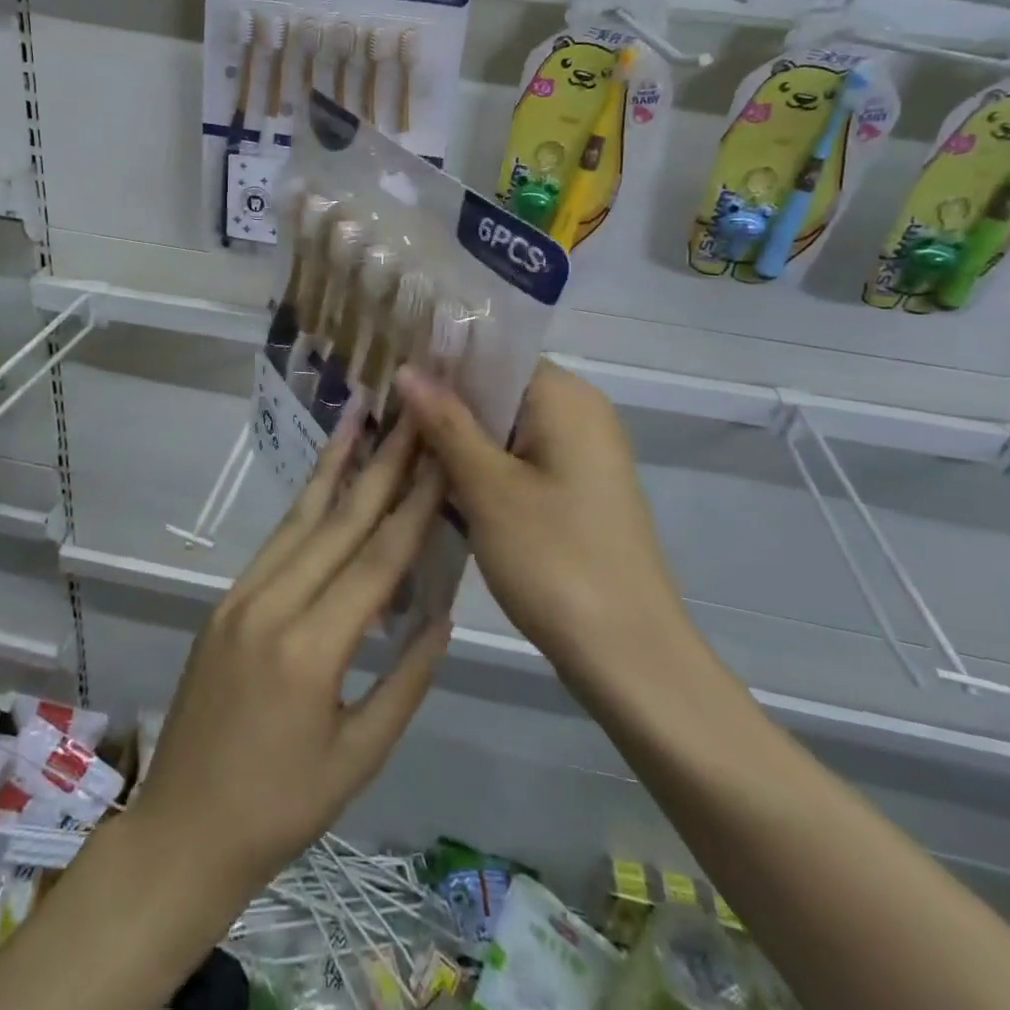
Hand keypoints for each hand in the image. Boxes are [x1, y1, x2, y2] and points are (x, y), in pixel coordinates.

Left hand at [126, 414, 451, 903]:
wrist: (182, 830)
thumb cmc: (281, 808)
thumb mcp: (359, 757)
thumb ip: (405, 682)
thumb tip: (440, 615)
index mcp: (311, 649)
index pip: (376, 561)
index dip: (414, 507)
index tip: (440, 457)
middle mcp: (272, 606)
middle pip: (338, 523)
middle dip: (380, 465)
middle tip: (408, 416)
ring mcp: (241, 597)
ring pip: (299, 519)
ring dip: (334, 466)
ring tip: (359, 418)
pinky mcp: (225, 601)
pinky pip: (275, 543)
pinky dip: (304, 505)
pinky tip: (323, 479)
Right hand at [394, 360, 690, 696]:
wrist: (629, 656)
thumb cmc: (555, 560)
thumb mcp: (488, 487)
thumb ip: (446, 422)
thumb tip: (406, 368)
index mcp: (565, 397)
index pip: (493, 353)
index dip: (439, 361)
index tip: (386, 374)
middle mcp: (578, 414)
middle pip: (497, 390)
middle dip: (442, 404)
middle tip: (380, 416)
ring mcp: (578, 455)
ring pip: (502, 429)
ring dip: (455, 439)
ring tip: (395, 447)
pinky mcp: (573, 491)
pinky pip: (517, 460)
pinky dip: (479, 468)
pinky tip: (434, 484)